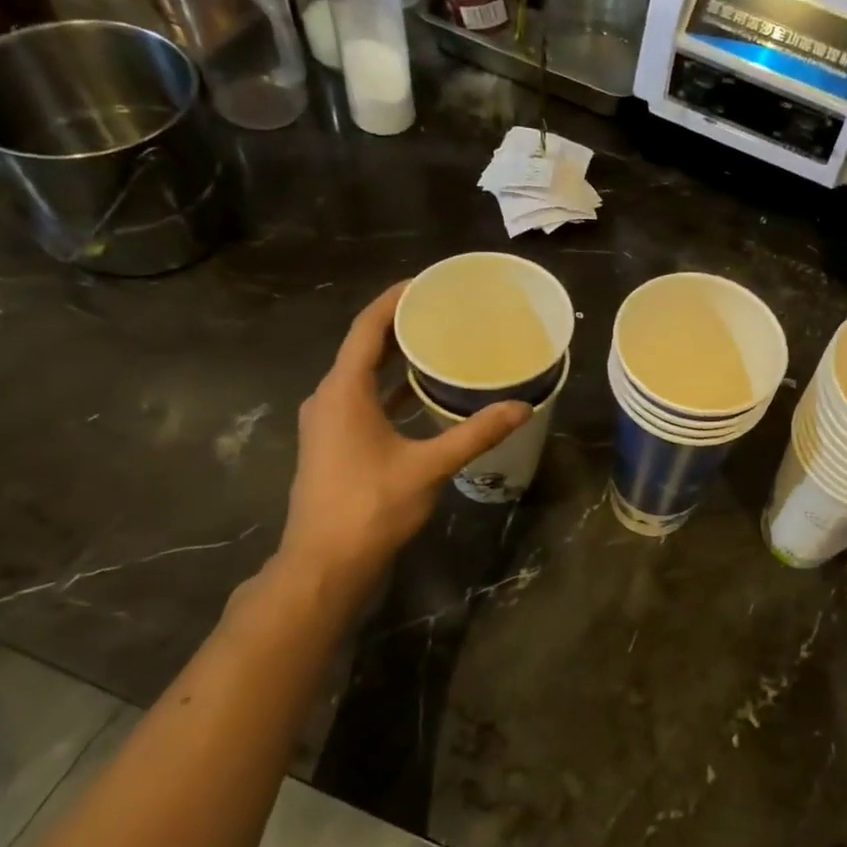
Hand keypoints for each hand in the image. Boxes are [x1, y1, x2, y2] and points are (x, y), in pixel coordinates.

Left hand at [275, 284, 528, 605]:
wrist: (325, 564)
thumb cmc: (370, 507)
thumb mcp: (429, 466)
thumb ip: (475, 433)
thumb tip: (522, 407)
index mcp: (343, 392)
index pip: (366, 329)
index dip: (394, 301)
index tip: (426, 282)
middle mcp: (329, 399)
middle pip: (364, 348)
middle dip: (400, 327)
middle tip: (443, 311)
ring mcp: (328, 424)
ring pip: (363, 377)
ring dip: (396, 360)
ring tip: (438, 346)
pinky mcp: (334, 445)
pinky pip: (364, 401)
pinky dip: (392, 391)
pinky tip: (423, 396)